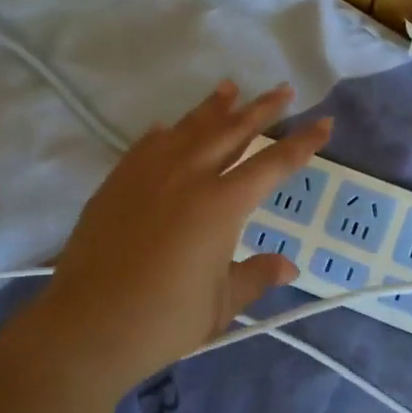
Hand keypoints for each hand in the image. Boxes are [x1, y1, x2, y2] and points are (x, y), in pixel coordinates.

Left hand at [32, 81, 330, 388]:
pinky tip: (167, 127)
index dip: (302, 143)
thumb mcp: (222, 304)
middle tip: (282, 90)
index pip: (272, 164)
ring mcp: (149, 174)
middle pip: (232, 132)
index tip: (323, 122)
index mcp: (222, 205)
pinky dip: (165, 133)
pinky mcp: (118, 181)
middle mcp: (188, 176)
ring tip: (230, 88)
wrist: (88, 324)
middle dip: (261, 109)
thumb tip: (289, 266)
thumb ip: (256, 276)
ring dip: (214, 108)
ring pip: (189, 128)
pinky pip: (147, 145)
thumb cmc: (164, 320)